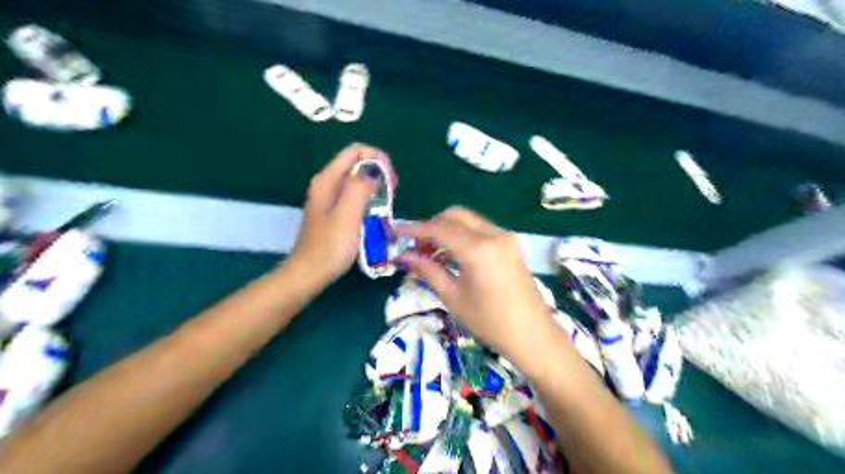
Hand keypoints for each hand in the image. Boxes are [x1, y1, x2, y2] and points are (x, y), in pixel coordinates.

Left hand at [287, 143, 395, 286]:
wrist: (309, 273)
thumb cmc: (329, 247)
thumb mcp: (347, 216)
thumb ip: (360, 188)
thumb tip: (374, 173)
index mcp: (327, 180)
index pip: (355, 151)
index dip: (377, 158)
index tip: (392, 179)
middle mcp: (327, 183)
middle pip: (357, 163)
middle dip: (378, 172)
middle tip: (392, 193)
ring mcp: (330, 197)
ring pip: (358, 180)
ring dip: (376, 186)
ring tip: (388, 203)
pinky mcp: (334, 211)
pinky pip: (355, 195)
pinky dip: (369, 198)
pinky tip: (376, 212)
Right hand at [393, 205, 551, 362]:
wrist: (532, 335)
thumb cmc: (490, 322)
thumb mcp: (453, 297)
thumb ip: (428, 270)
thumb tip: (404, 256)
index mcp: (478, 249)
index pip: (439, 228)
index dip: (414, 229)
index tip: (395, 232)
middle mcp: (493, 234)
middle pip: (454, 215)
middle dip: (431, 225)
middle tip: (417, 247)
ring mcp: (505, 237)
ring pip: (468, 220)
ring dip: (447, 230)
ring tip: (431, 254)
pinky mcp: (510, 243)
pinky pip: (480, 229)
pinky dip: (462, 235)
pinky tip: (452, 255)